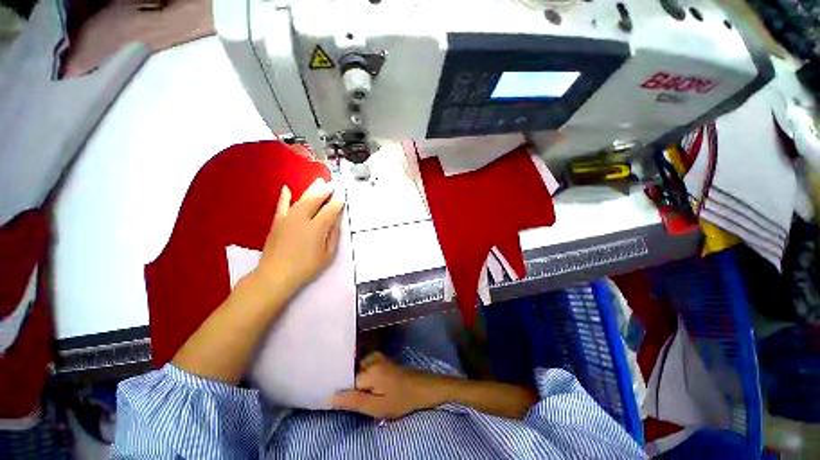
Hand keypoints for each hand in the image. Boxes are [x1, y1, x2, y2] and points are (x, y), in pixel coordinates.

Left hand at [253, 178, 344, 298]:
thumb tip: (336, 221)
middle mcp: (302, 218)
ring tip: (319, 181)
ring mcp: (288, 219)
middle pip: (315, 200)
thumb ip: (333, 235)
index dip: (337, 203)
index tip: (342, 198)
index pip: (330, 210)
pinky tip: (286, 188)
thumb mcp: (327, 254)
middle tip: (332, 184)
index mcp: (317, 227)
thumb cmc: (306, 267)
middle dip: (325, 191)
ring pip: (301, 199)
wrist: (275, 275)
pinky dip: (284, 197)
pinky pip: (281, 206)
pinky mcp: (277, 222)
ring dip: (311, 190)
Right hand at [329, 352, 438, 418]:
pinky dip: (362, 377)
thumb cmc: (401, 399)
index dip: (341, 390)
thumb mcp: (377, 407)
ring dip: (355, 382)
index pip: (345, 379)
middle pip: (350, 373)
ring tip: (361, 392)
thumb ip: (353, 401)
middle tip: (354, 397)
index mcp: (369, 369)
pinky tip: (368, 386)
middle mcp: (371, 358)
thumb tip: (329, 397)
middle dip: (348, 385)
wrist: (421, 388)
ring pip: (357, 370)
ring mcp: (376, 356)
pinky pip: (364, 367)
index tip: (341, 400)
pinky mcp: (380, 358)